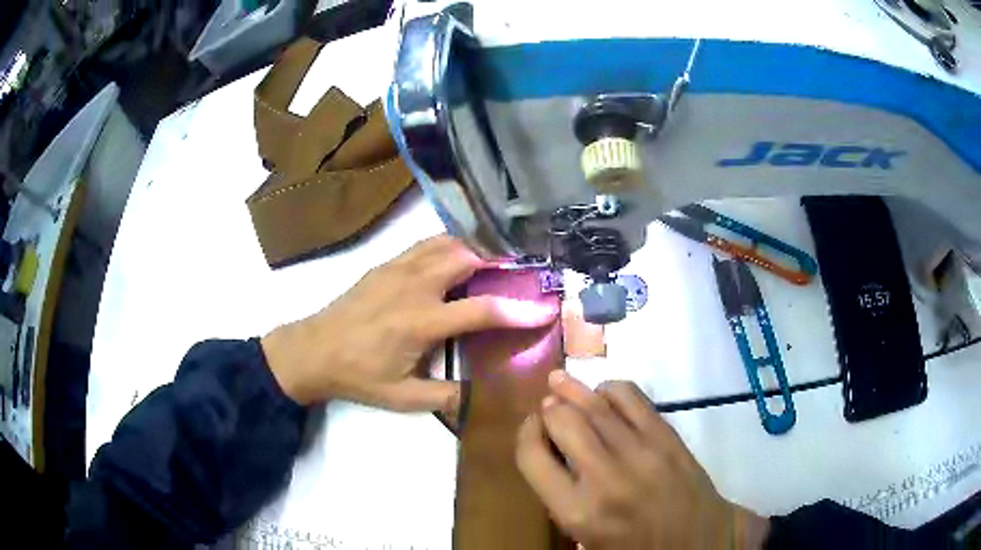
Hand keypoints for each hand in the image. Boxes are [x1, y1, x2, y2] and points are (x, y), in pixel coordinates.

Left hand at [261, 235, 557, 412]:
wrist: (313, 350)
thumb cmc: (358, 376)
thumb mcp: (402, 398)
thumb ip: (445, 398)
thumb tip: (482, 395)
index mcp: (419, 322)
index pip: (480, 310)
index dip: (518, 311)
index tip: (544, 310)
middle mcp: (412, 287)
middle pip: (465, 257)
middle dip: (498, 261)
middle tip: (520, 272)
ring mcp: (397, 269)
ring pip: (445, 243)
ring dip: (473, 248)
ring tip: (493, 260)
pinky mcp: (385, 263)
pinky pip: (424, 244)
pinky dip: (448, 244)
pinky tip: (455, 256)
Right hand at [516, 373, 769, 548]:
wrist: (699, 540)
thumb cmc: (636, 546)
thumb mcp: (585, 539)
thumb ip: (561, 500)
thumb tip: (551, 455)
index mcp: (577, 511)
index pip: (532, 457)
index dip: (526, 434)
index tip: (532, 429)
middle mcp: (604, 477)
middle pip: (563, 421)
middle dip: (549, 409)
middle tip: (548, 408)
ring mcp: (640, 452)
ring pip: (596, 404)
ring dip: (572, 389)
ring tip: (559, 381)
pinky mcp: (667, 437)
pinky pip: (632, 398)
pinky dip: (612, 389)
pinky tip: (604, 393)